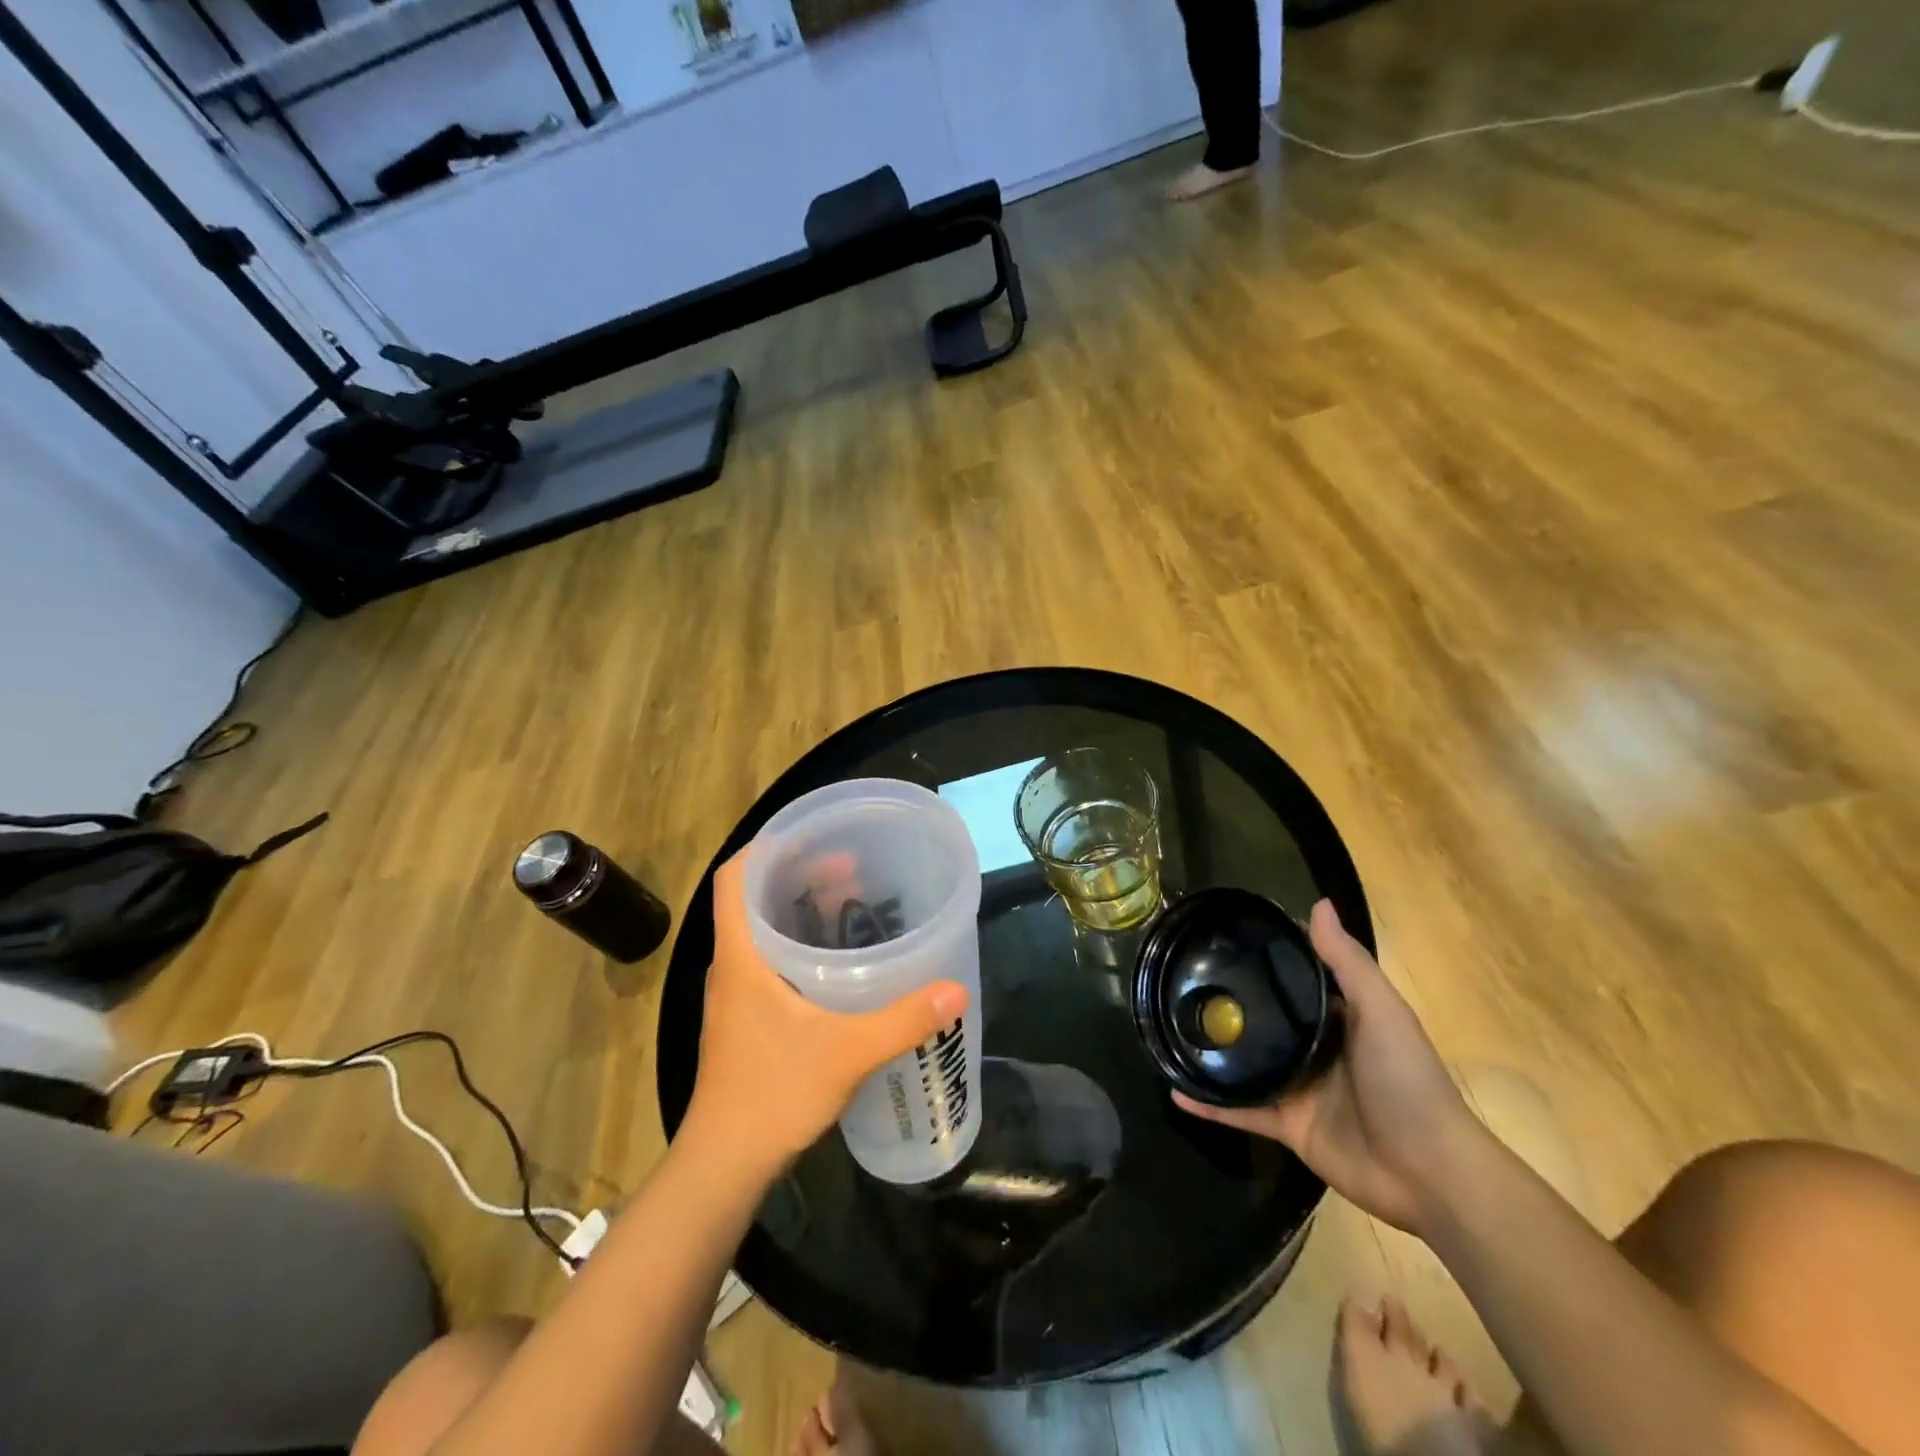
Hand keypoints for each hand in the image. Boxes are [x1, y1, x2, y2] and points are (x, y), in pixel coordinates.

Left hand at [682, 850, 969, 1176]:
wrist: (724, 1166)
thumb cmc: (773, 1095)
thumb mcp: (846, 1052)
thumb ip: (902, 1019)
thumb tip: (955, 989)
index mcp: (741, 956)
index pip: (734, 878)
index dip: (765, 847)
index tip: (812, 837)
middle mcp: (732, 966)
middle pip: (755, 899)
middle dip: (799, 875)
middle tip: (851, 868)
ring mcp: (736, 995)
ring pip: (763, 932)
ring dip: (801, 910)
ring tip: (851, 903)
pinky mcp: (746, 1019)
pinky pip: (771, 961)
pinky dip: (801, 946)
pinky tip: (838, 962)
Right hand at [1173, 900, 1482, 1234]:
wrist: (1430, 1173)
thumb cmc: (1408, 1081)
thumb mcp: (1382, 1011)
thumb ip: (1347, 962)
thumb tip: (1318, 903)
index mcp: (1340, 1018)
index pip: (1297, 978)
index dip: (1267, 956)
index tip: (1224, 935)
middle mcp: (1316, 1048)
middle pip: (1266, 1019)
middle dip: (1230, 1001)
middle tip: (1182, 977)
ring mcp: (1299, 1088)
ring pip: (1246, 1063)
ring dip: (1213, 1050)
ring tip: (1169, 1026)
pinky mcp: (1287, 1126)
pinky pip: (1240, 1109)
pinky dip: (1209, 1104)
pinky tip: (1175, 1090)